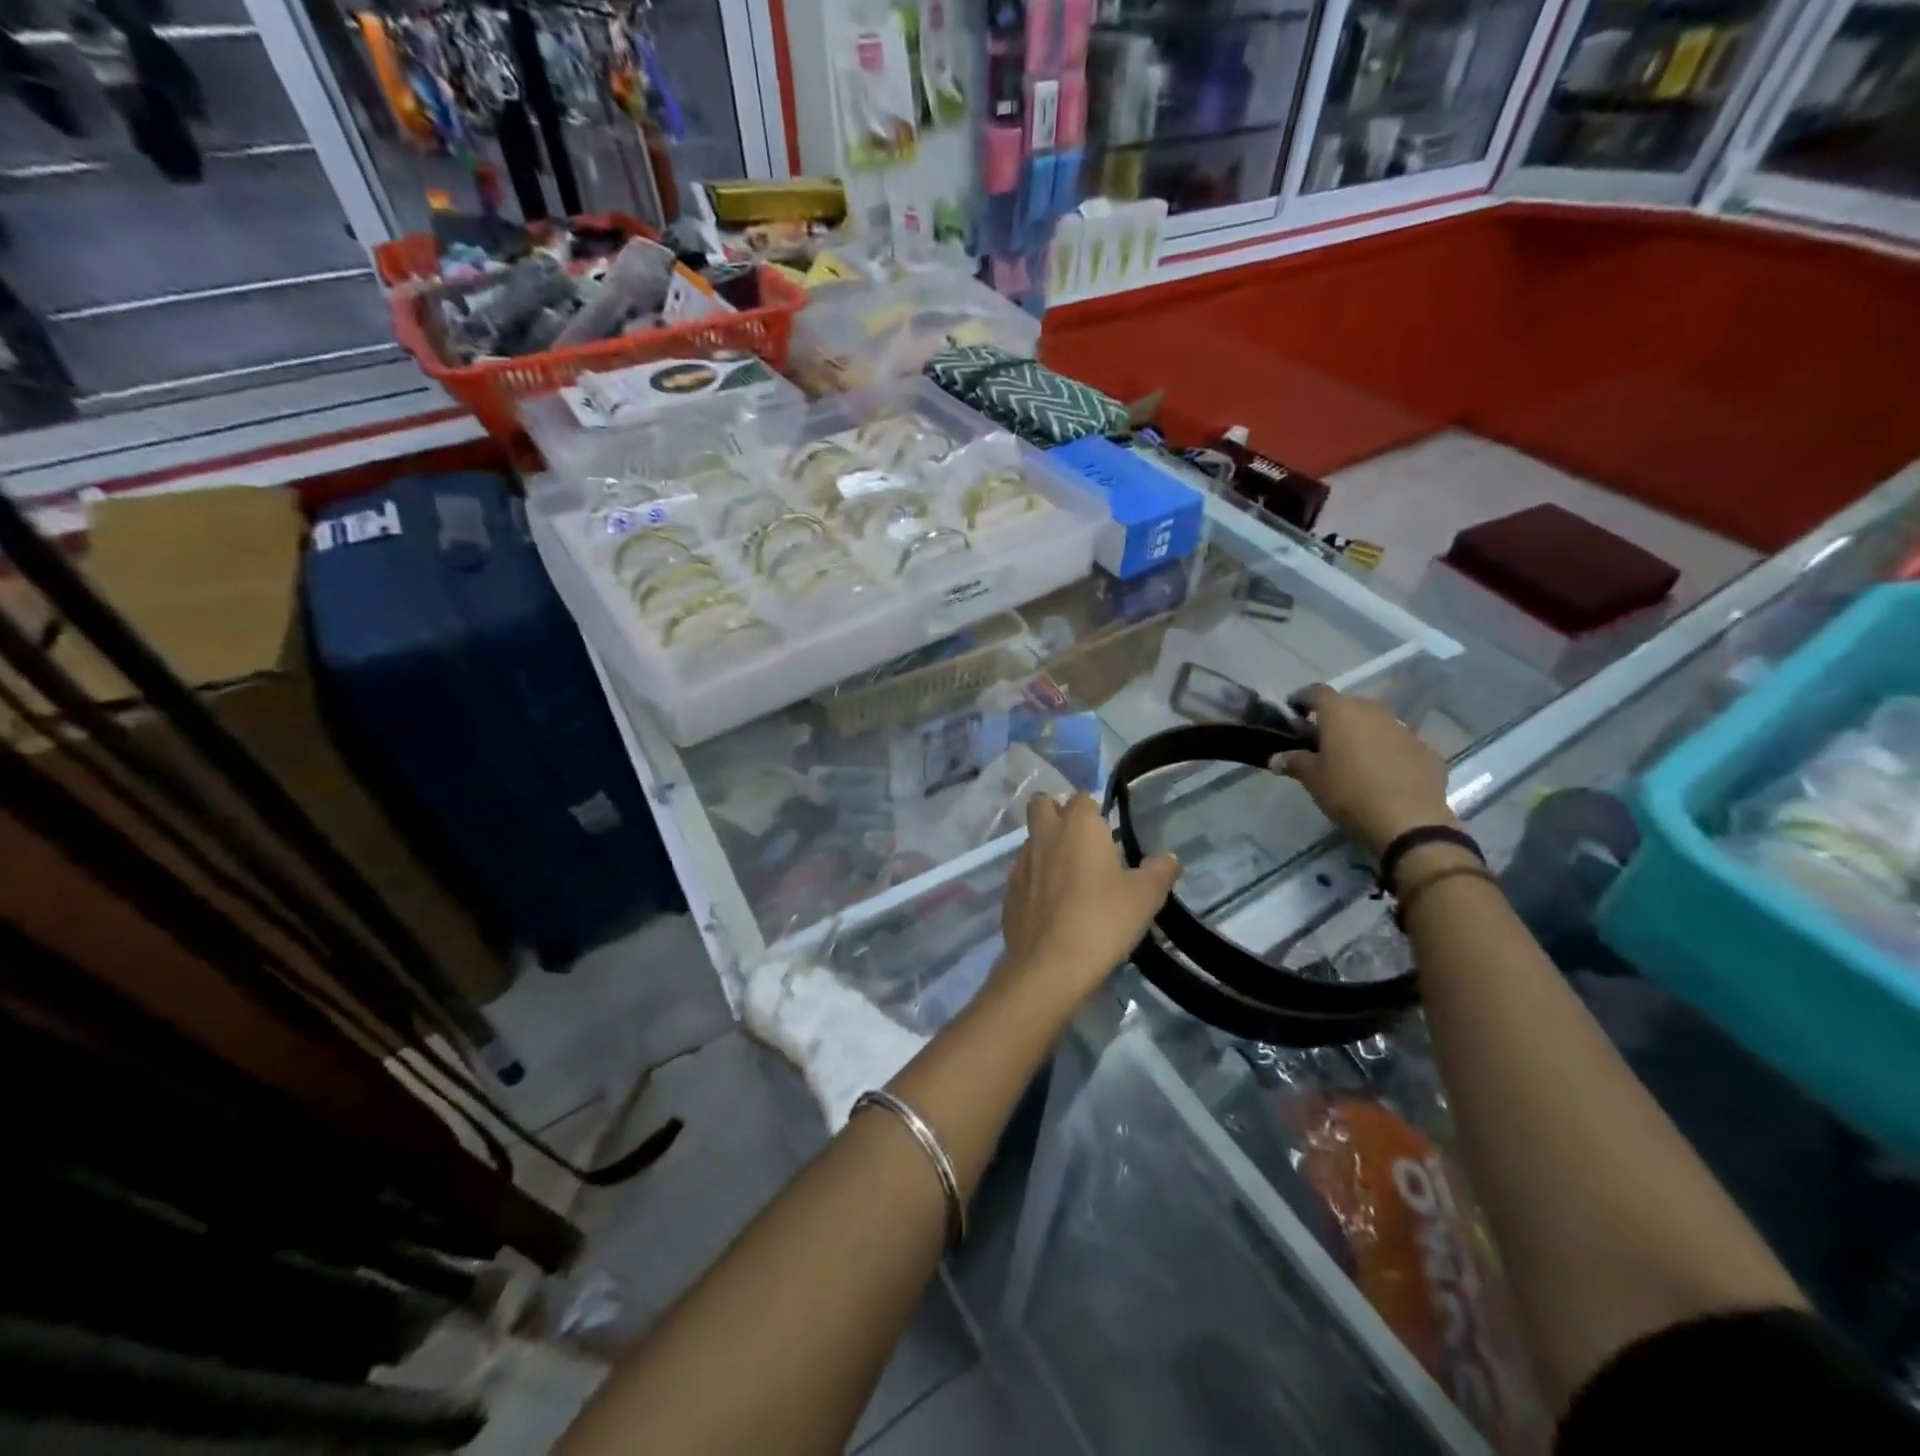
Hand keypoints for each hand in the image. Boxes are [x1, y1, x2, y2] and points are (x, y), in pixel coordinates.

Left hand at [999, 792, 1179, 1000]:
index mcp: (1078, 826)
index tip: (1106, 829)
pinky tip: (1051, 905)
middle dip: (1056, 812)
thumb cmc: (1102, 920)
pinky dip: (1035, 880)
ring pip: (1031, 840)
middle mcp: (1045, 836)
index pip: (1081, 798)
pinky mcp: (1008, 893)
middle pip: (1042, 805)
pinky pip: (1023, 874)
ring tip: (1069, 877)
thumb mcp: (1144, 897)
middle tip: (1080, 840)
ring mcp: (1021, 864)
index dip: (1092, 809)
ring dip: (1046, 848)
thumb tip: (1169, 858)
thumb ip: (1159, 872)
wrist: (1049, 966)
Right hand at [1276, 684, 1458, 859]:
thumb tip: (1276, 758)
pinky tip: (1383, 774)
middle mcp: (1373, 711)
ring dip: (1363, 733)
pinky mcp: (1426, 749)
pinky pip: (1399, 744)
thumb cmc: (1349, 792)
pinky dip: (1388, 752)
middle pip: (1349, 704)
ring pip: (1377, 722)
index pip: (1316, 692)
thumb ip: (1293, 762)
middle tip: (1322, 740)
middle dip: (1334, 717)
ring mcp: (1404, 729)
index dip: (1302, 700)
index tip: (1294, 714)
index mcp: (1341, 712)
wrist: (1408, 820)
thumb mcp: (1312, 779)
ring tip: (1354, 758)